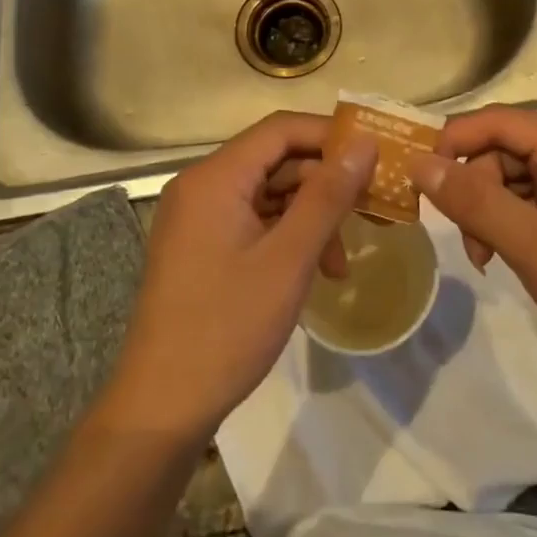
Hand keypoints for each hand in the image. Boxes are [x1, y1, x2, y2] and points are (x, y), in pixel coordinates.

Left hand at [101, 113, 376, 443]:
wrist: (161, 407)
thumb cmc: (227, 327)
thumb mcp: (289, 259)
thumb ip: (328, 196)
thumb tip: (364, 144)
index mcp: (215, 177)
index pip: (281, 129)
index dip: (331, 135)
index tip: (374, 154)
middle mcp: (202, 185)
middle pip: (276, 161)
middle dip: (325, 185)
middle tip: (372, 210)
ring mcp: (198, 217)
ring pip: (269, 194)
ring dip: (310, 218)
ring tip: (341, 263)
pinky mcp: (201, 245)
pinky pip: (254, 221)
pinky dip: (287, 237)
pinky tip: (314, 272)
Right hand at [409, 106, 536, 387]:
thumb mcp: (532, 245)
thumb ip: (473, 201)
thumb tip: (417, 164)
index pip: (501, 120)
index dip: (455, 140)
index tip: (422, 176)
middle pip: (505, 150)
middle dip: (475, 189)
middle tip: (466, 240)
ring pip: (513, 177)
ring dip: (489, 212)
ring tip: (484, 258)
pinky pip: (532, 201)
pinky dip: (509, 224)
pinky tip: (503, 257)